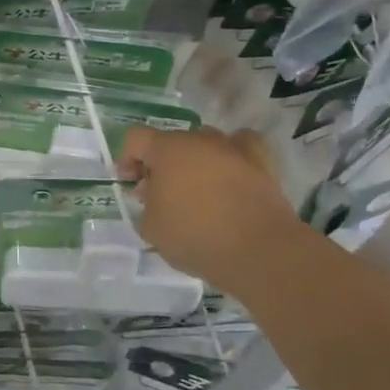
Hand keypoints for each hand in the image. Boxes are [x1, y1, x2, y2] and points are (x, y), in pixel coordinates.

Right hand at [118, 126, 308, 294]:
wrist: (259, 251)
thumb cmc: (195, 236)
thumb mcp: (151, 228)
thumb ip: (146, 205)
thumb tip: (153, 193)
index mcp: (167, 150)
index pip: (136, 138)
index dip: (127, 158)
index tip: (130, 183)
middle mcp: (199, 140)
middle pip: (172, 142)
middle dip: (162, 164)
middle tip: (161, 195)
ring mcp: (233, 149)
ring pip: (206, 144)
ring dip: (196, 161)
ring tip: (198, 190)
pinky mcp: (262, 163)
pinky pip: (242, 148)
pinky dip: (233, 158)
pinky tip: (231, 175)